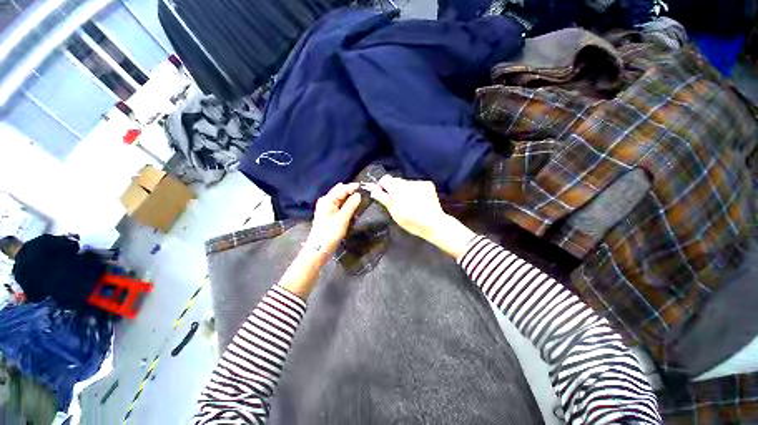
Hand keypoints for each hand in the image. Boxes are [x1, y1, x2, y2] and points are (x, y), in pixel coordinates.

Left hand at [307, 182, 361, 254]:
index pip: (341, 188)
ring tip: (359, 198)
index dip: (352, 187)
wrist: (320, 247)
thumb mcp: (343, 217)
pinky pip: (338, 205)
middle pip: (339, 192)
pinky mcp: (328, 214)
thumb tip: (358, 195)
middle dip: (350, 191)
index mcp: (327, 200)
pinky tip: (352, 206)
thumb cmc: (331, 232)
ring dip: (349, 198)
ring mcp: (326, 208)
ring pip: (339, 198)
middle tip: (363, 192)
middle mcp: (325, 201)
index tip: (364, 187)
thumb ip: (351, 205)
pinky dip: (345, 204)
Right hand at [366, 176, 475, 258]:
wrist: (433, 223)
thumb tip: (373, 189)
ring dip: (404, 190)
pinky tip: (418, 201)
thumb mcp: (393, 211)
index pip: (384, 179)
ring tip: (409, 204)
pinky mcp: (428, 184)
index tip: (384, 196)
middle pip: (396, 181)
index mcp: (397, 188)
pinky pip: (416, 185)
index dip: (382, 187)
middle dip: (394, 189)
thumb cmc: (410, 220)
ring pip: (406, 183)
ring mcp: (419, 182)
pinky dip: (415, 190)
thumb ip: (383, 198)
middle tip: (397, 203)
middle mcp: (407, 182)